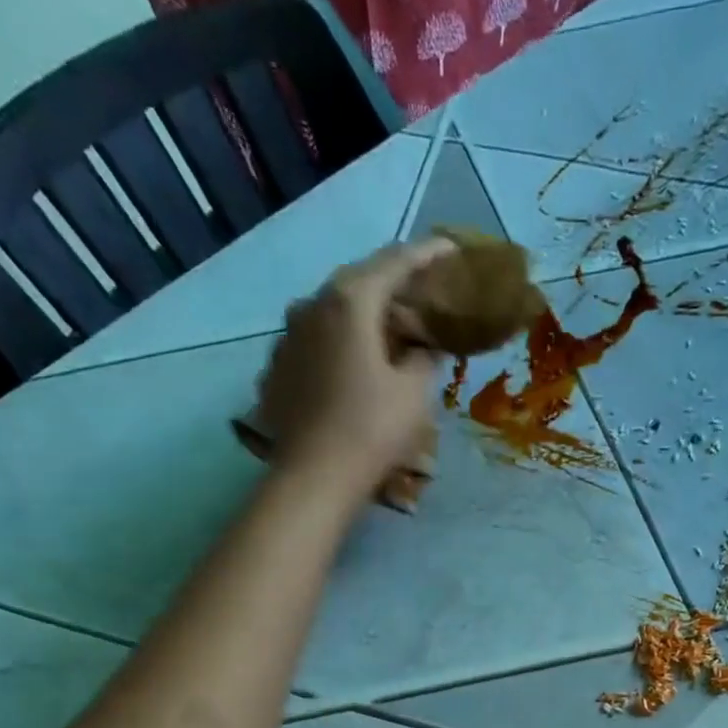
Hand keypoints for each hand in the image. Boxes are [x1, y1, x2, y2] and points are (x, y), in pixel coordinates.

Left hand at [254, 237, 455, 499]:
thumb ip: (425, 357)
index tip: (450, 250)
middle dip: (392, 285)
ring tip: (388, 331)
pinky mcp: (277, 367)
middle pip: (358, 282)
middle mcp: (311, 305)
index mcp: (351, 301)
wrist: (313, 477)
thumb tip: (424, 347)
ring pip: (332, 312)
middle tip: (421, 293)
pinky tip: (354, 365)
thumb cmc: (372, 430)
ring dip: (363, 315)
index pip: (395, 262)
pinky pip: (315, 342)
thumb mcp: (415, 393)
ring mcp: (287, 336)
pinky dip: (339, 344)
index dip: (427, 254)